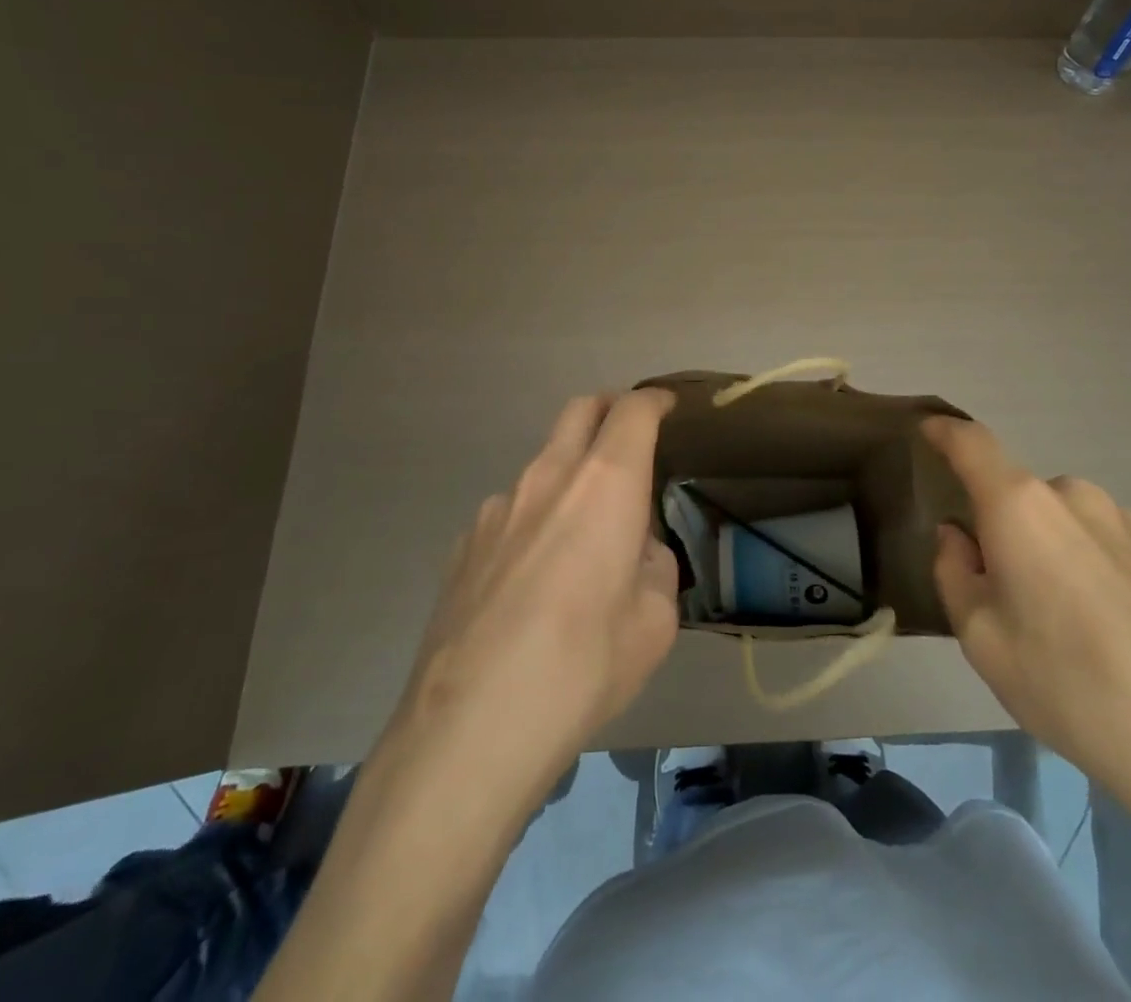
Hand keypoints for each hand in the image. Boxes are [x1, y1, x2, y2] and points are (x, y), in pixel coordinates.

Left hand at [387, 389, 680, 801]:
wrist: (469, 729)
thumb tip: (634, 552)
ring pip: (542, 465)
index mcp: (604, 485)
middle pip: (579, 411)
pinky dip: (534, 520)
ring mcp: (496, 508)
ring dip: (569, 474)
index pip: (632, 411)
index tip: (667, 407)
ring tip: (581, 534)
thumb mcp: (654, 622)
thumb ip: (653, 567)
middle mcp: (547, 478)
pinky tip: (532, 580)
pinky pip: (510, 512)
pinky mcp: (462, 545)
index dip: (654, 401)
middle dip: (609, 408)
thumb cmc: (583, 667)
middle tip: (629, 436)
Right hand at [925, 417, 1130, 802]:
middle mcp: (1072, 497)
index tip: (926, 429)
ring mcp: (1123, 522)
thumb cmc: (1065, 683)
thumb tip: (958, 536)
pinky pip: (1094, 541)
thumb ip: (954, 572)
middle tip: (994, 589)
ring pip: (1057, 520)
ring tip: (1049, 618)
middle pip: (1015, 493)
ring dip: (1039, 547)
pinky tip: (1094, 629)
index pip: (972, 443)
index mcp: (1020, 506)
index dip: (945, 431)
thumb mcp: (980, 637)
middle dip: (996, 526)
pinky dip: (1077, 565)